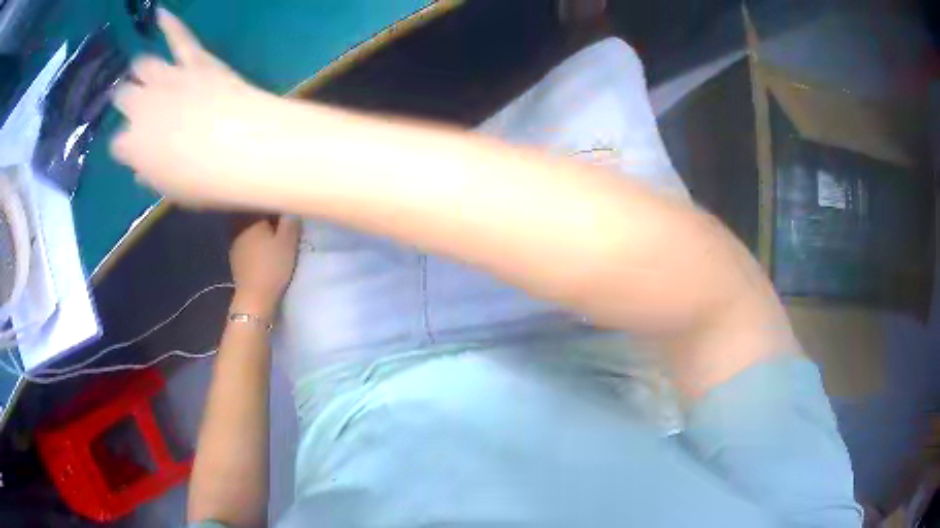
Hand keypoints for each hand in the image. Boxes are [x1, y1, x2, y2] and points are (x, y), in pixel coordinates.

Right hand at [110, 8, 298, 208]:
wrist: (243, 145)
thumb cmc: (204, 180)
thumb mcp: (171, 189)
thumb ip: (151, 176)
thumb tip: (141, 172)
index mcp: (132, 145)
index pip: (117, 143)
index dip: (126, 146)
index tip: (134, 149)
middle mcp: (140, 107)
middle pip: (123, 96)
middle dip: (125, 101)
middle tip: (134, 106)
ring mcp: (166, 78)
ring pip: (142, 65)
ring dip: (140, 70)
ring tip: (142, 74)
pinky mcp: (194, 59)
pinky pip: (179, 36)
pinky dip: (170, 23)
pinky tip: (159, 13)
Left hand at [229, 217, 300, 319]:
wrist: (255, 298)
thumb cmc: (273, 267)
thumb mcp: (288, 243)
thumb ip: (290, 223)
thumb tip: (290, 209)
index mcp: (255, 224)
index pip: (269, 214)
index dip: (280, 222)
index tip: (288, 232)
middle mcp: (242, 232)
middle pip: (258, 227)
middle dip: (268, 232)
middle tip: (282, 244)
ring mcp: (236, 248)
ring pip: (252, 240)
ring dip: (260, 244)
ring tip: (272, 255)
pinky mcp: (234, 264)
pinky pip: (247, 253)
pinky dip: (254, 255)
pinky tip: (261, 264)